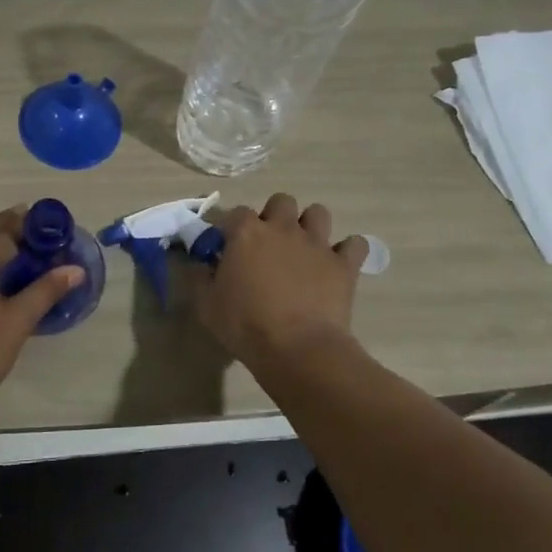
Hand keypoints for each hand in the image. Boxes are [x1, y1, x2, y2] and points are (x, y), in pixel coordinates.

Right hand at [192, 194, 366, 371]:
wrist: (298, 349)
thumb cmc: (245, 326)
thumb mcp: (205, 305)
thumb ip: (198, 276)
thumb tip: (196, 262)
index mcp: (247, 233)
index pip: (236, 213)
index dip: (232, 229)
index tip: (228, 249)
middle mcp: (283, 228)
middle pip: (281, 201)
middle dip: (275, 217)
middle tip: (268, 245)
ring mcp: (317, 244)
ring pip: (318, 213)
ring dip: (310, 226)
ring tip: (303, 249)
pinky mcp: (344, 264)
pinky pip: (355, 244)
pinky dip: (348, 251)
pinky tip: (338, 266)